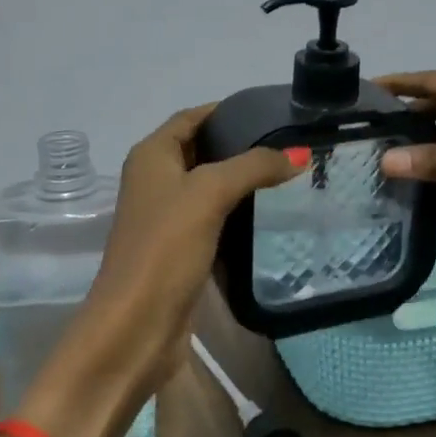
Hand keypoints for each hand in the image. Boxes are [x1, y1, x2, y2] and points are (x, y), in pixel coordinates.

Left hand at [73, 104, 301, 398]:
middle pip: (202, 149)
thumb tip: (299, 153)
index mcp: (151, 156)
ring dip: (241, 180)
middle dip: (240, 145)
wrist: (136, 326)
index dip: (226, 110)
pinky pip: (213, 219)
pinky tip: (270, 214)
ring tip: (288, 174)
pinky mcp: (180, 249)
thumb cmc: (165, 247)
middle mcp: (155, 180)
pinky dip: (238, 213)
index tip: (271, 111)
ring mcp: (166, 217)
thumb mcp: (209, 194)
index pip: (192, 117)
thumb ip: (253, 166)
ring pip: (209, 186)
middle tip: (288, 143)